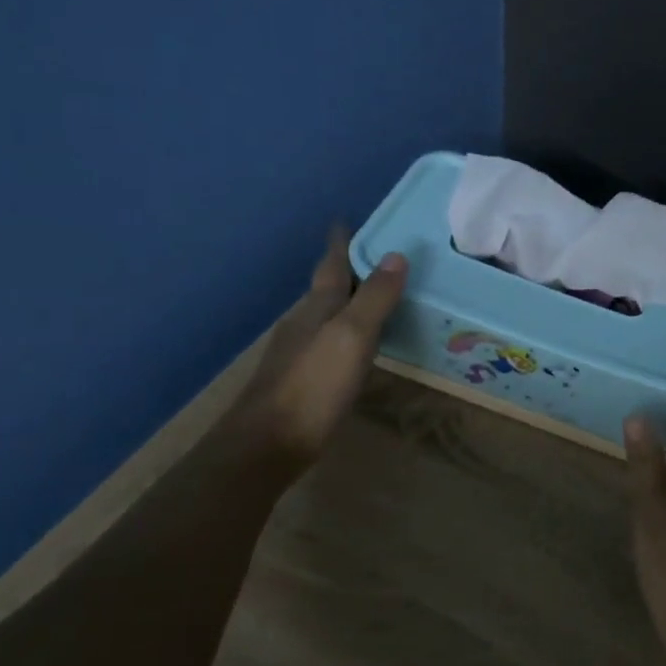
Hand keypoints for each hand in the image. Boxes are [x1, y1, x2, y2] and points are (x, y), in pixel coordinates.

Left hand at [229, 226, 407, 461]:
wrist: (267, 443)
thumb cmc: (314, 384)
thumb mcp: (352, 335)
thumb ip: (375, 297)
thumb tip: (397, 255)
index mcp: (317, 308)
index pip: (331, 265)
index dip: (340, 243)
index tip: (345, 221)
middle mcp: (305, 323)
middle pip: (328, 289)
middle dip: (349, 270)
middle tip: (378, 257)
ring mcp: (300, 353)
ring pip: (329, 316)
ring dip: (350, 302)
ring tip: (377, 296)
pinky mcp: (303, 380)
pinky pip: (332, 343)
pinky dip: (349, 333)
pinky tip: (360, 346)